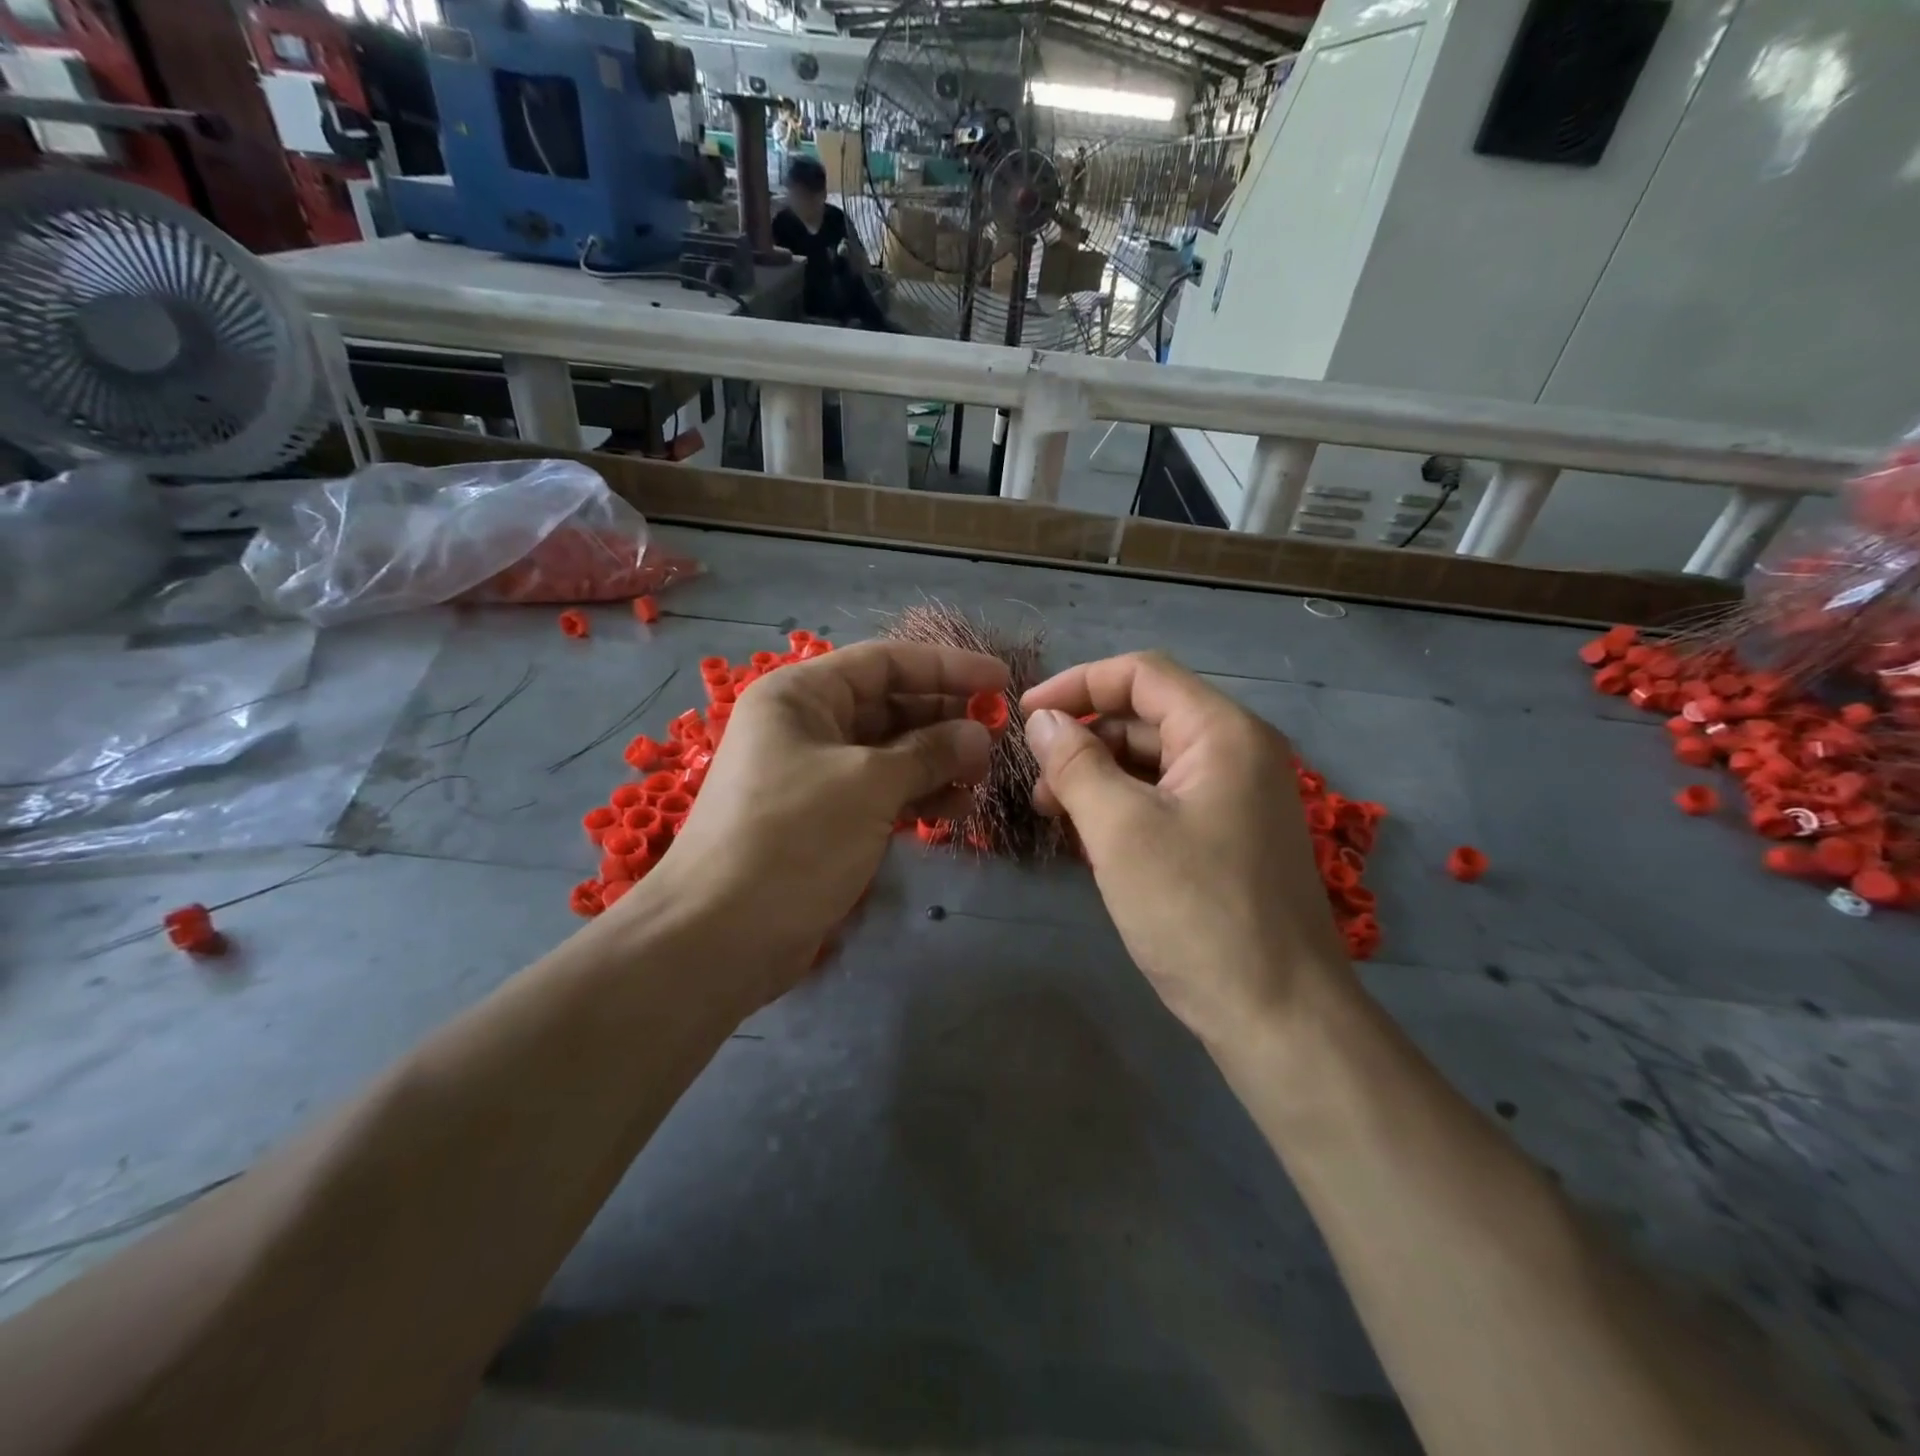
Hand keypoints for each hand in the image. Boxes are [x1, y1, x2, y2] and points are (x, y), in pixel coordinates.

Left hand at [611, 640, 1004, 1008]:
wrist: (720, 936)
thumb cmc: (792, 838)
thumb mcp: (867, 785)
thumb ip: (928, 753)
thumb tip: (978, 734)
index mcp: (801, 695)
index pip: (885, 662)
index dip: (946, 668)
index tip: (1000, 681)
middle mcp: (806, 726)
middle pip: (889, 706)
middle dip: (944, 719)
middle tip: (997, 737)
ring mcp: (814, 774)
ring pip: (888, 753)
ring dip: (936, 761)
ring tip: (981, 778)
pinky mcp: (824, 819)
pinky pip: (880, 792)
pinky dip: (916, 797)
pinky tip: (954, 809)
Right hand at [1020, 651, 1352, 1050]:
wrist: (1278, 1016)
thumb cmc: (1195, 912)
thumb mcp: (1120, 830)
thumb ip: (1076, 764)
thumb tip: (1041, 720)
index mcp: (1223, 733)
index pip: (1142, 674)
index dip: (1077, 684)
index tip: (1023, 716)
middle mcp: (1238, 753)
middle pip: (1147, 716)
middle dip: (1084, 737)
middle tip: (1037, 782)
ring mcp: (1238, 797)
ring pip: (1154, 761)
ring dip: (1099, 774)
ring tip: (1055, 814)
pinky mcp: (1230, 837)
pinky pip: (1167, 799)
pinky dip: (1124, 805)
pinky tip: (1092, 837)